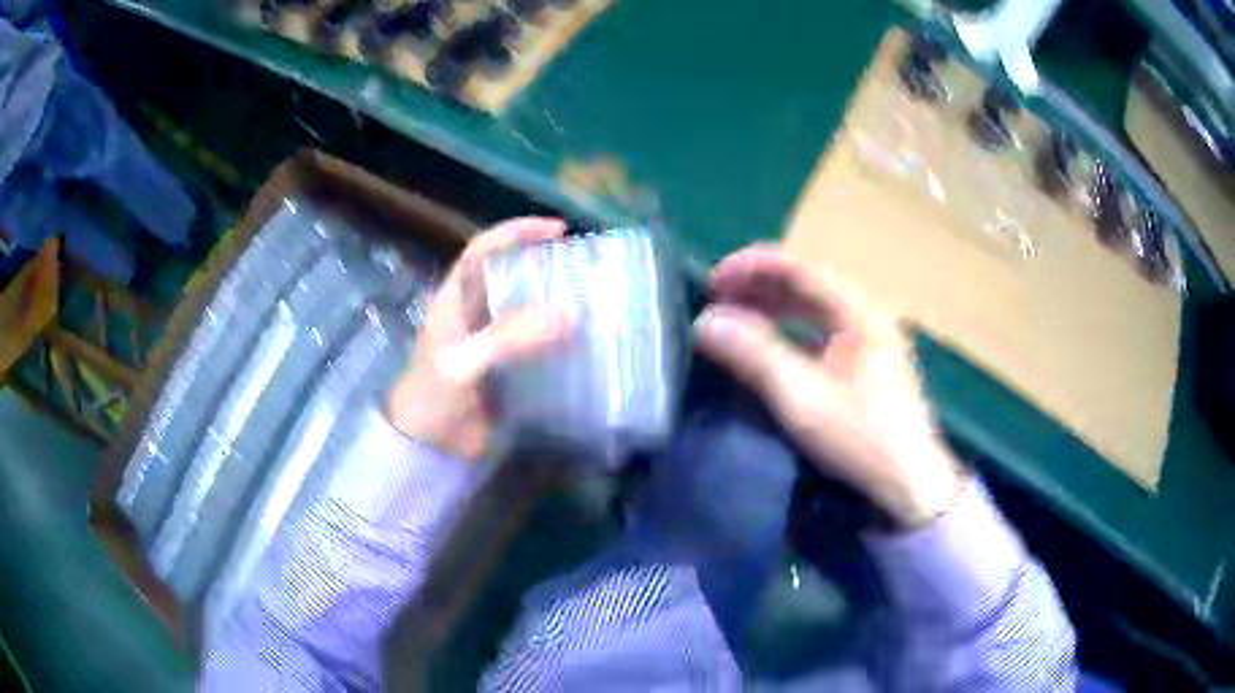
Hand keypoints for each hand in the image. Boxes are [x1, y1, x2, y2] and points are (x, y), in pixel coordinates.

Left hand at [388, 217, 572, 462]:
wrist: (429, 449)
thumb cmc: (434, 397)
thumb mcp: (464, 362)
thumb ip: (510, 337)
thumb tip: (571, 313)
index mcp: (455, 299)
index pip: (484, 250)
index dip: (517, 232)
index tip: (558, 230)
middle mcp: (475, 313)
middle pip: (511, 276)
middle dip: (545, 267)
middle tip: (585, 270)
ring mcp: (492, 343)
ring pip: (528, 310)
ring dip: (557, 303)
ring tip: (594, 301)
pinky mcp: (508, 370)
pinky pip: (538, 345)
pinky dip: (561, 340)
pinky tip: (586, 343)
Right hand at [694, 245, 960, 527]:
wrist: (910, 484)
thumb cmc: (860, 437)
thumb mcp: (801, 396)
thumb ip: (753, 354)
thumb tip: (706, 323)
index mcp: (859, 311)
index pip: (800, 268)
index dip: (752, 267)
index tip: (713, 282)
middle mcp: (868, 316)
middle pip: (808, 285)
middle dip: (760, 287)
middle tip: (717, 300)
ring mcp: (872, 341)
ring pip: (816, 310)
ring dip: (774, 309)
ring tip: (736, 319)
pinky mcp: (870, 367)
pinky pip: (823, 333)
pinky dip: (791, 332)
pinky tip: (771, 347)